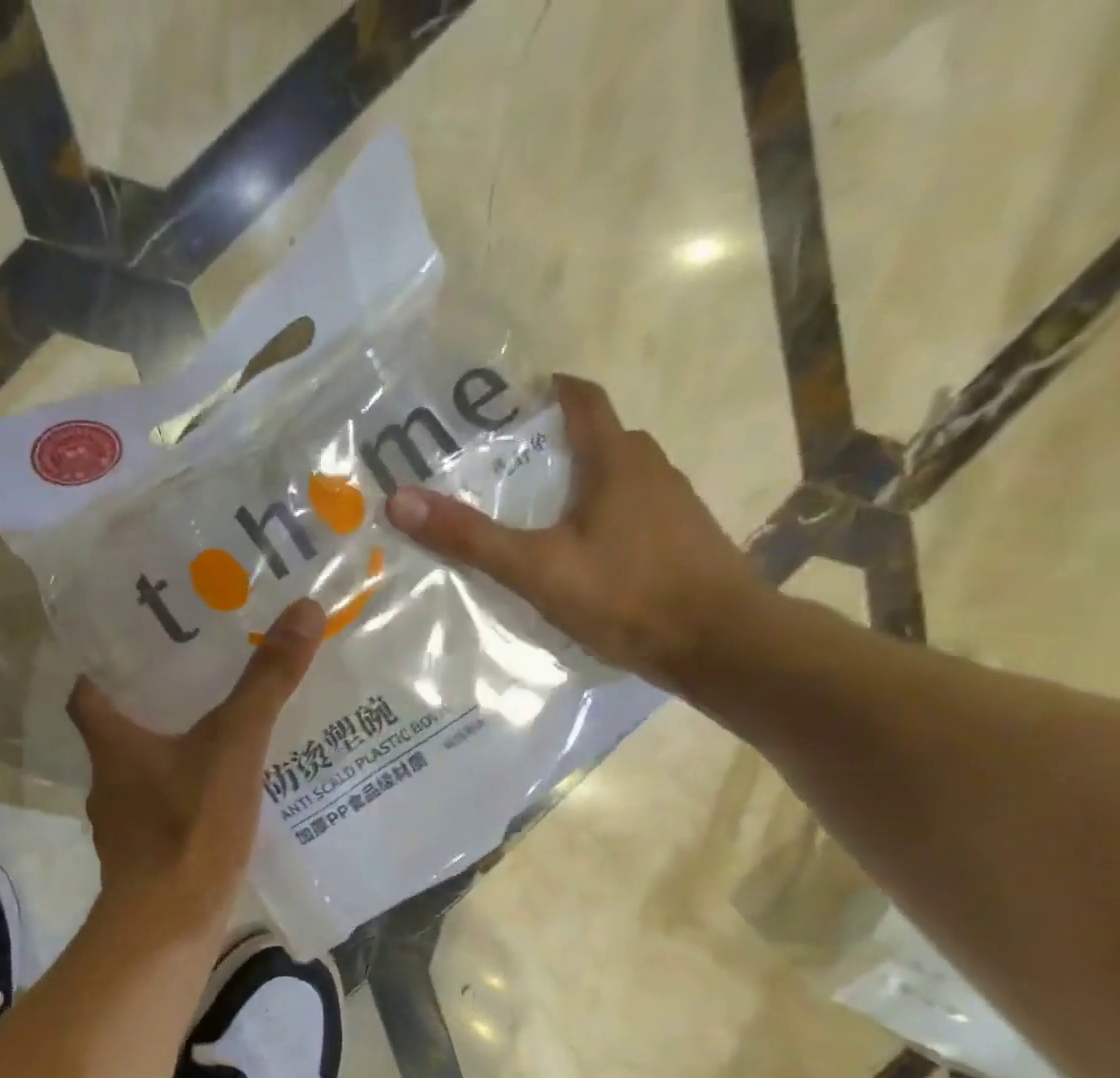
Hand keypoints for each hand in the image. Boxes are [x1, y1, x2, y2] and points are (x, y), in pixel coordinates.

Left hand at [67, 598, 324, 931]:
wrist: (170, 927)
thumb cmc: (188, 827)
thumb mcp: (234, 745)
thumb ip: (266, 683)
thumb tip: (302, 610)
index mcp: (111, 744)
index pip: (86, 692)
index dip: (103, 668)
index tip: (137, 648)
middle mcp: (108, 780)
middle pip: (119, 729)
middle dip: (152, 703)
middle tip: (199, 676)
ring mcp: (124, 823)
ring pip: (144, 770)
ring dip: (174, 749)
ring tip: (221, 728)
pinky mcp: (146, 855)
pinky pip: (166, 807)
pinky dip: (188, 792)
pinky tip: (227, 790)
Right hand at [384, 373, 763, 688]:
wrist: (720, 644)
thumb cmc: (626, 595)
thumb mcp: (536, 568)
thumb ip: (471, 538)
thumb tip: (399, 500)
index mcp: (617, 459)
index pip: (583, 400)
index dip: (548, 392)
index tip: (510, 402)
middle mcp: (652, 469)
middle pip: (598, 439)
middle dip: (554, 446)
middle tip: (505, 470)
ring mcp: (674, 506)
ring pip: (619, 479)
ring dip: (580, 485)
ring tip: (536, 515)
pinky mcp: (686, 541)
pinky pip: (635, 513)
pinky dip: (604, 519)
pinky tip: (583, 556)